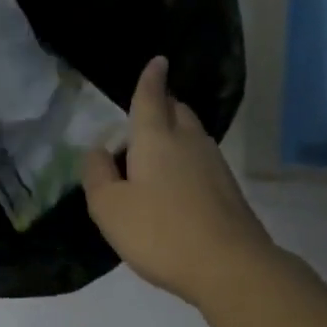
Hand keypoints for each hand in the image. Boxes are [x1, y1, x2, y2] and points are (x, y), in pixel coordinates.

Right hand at [82, 56, 275, 305]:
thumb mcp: (109, 208)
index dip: (151, 78)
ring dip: (176, 134)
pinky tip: (176, 184)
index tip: (158, 61)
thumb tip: (99, 152)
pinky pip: (202, 160)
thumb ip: (97, 175)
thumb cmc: (160, 232)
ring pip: (192, 135)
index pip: (152, 97)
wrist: (229, 265)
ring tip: (156, 152)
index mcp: (157, 138)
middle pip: (178, 111)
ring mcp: (214, 164)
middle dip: (163, 105)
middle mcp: (189, 141)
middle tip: (146, 114)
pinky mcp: (229, 189)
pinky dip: (187, 160)